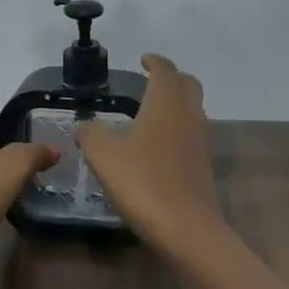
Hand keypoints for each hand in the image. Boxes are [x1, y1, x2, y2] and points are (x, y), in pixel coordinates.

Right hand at [79, 54, 225, 253]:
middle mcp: (189, 113)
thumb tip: (85, 125)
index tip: (143, 60)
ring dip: (176, 103)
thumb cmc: (143, 182)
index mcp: (166, 102)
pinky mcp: (203, 164)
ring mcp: (200, 140)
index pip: (165, 69)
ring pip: (193, 108)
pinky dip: (178, 128)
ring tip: (150, 112)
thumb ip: (91, 134)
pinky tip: (158, 145)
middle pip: (187, 84)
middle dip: (171, 78)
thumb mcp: (104, 155)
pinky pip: (192, 133)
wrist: (187, 228)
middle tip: (150, 81)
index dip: (154, 61)